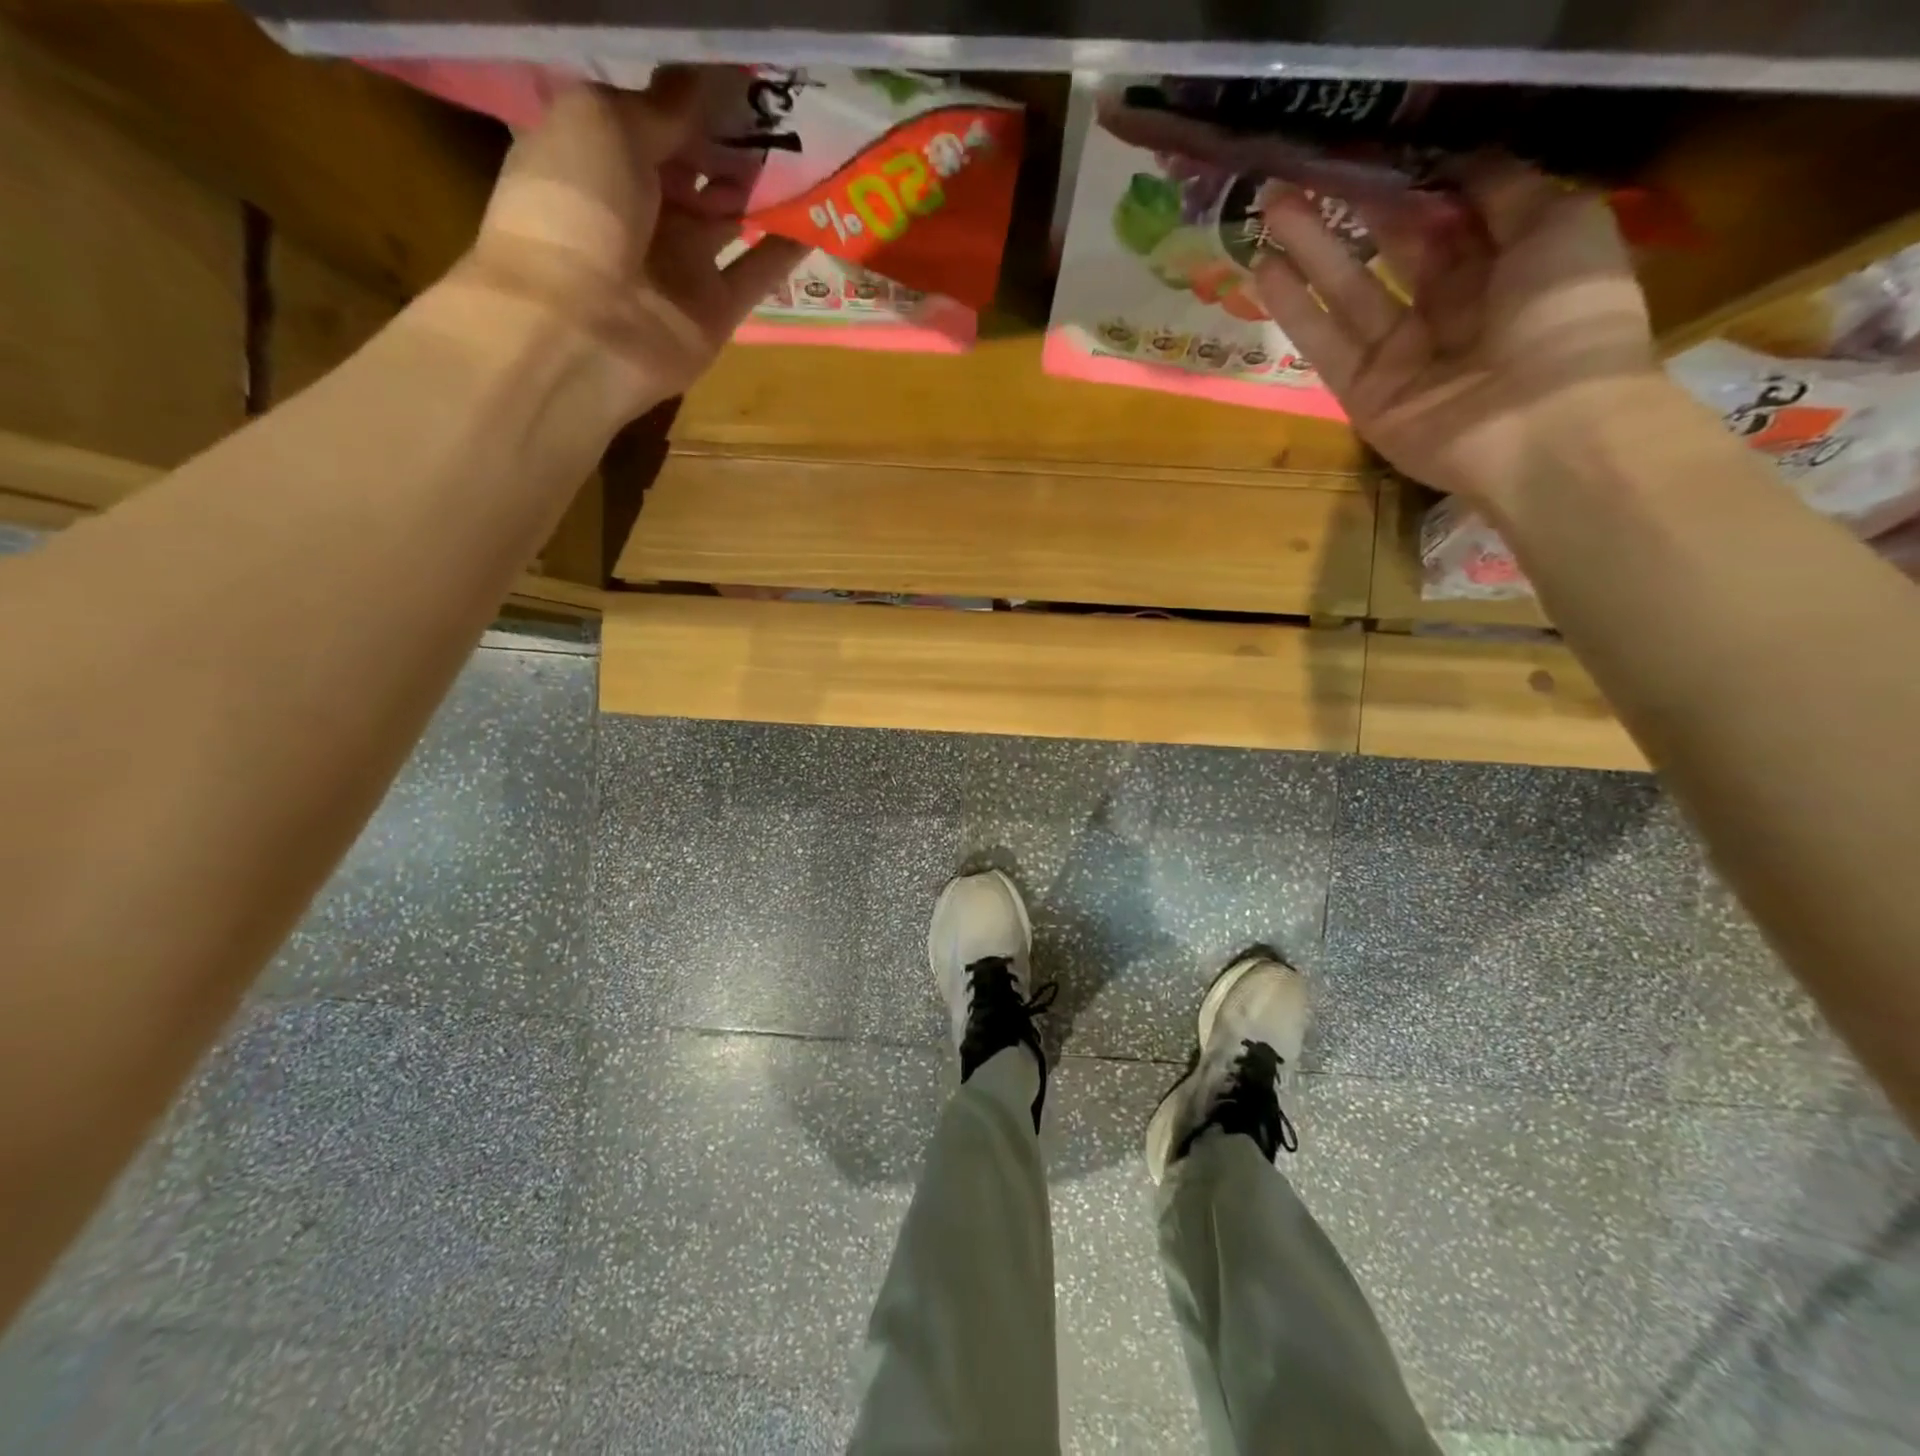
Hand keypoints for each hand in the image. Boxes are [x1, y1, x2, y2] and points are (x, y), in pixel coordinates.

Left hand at [455, 68, 805, 417]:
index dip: (694, 102)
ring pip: (730, 218)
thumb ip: (662, 108)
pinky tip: (820, 215)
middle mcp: (642, 211)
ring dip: (763, 189)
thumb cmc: (577, 208)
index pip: (655, 122)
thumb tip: (704, 85)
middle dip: (734, 142)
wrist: (581, 325)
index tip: (742, 79)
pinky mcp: (716, 311)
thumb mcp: (604, 123)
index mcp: (601, 158)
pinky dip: (785, 249)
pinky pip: (757, 273)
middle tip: (784, 111)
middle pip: (697, 170)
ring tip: (810, 151)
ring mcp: (682, 266)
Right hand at [1253, 159, 1659, 511]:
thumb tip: (1460, 162)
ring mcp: (1399, 357)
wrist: (1543, 422)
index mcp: (1502, 269)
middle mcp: (1446, 311)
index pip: (1447, 222)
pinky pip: (1325, 344)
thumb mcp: (1560, 225)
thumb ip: (1507, 192)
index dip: (1412, 189)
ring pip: (1347, 294)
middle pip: (1389, 255)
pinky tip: (1265, 270)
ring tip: (1269, 211)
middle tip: (1304, 180)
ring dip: (1309, 253)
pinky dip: (1296, 309)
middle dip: (1350, 216)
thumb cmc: (1567, 315)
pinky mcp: (1363, 394)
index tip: (1372, 157)